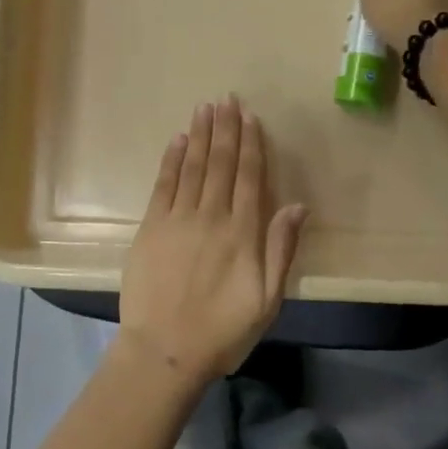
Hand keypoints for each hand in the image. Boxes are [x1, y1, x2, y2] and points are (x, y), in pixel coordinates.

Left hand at [118, 97, 308, 384]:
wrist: (164, 350)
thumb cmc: (222, 330)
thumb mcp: (267, 299)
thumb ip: (281, 248)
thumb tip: (297, 204)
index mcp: (242, 232)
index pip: (248, 176)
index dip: (250, 144)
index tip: (249, 117)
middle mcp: (211, 216)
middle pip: (220, 163)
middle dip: (225, 128)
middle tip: (226, 98)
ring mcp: (177, 219)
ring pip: (191, 166)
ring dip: (199, 135)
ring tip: (204, 108)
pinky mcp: (151, 227)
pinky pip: (163, 185)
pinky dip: (171, 160)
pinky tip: (177, 140)